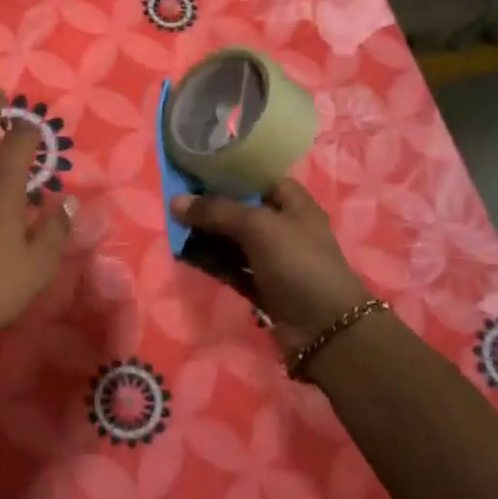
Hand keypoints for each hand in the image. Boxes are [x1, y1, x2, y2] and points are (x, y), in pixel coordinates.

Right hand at [170, 181, 369, 354]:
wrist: (324, 329)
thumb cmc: (298, 264)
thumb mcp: (258, 227)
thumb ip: (217, 211)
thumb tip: (175, 202)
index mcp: (294, 204)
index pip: (259, 178)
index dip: (230, 172)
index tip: (196, 169)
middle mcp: (283, 228)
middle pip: (241, 209)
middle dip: (211, 205)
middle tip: (176, 198)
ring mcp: (272, 259)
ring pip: (232, 239)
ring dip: (206, 235)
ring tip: (173, 225)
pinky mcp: (260, 285)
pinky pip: (230, 266)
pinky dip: (210, 261)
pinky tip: (184, 254)